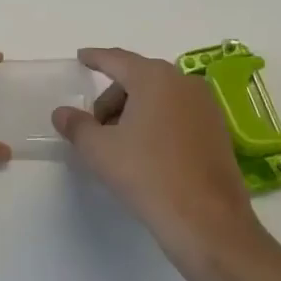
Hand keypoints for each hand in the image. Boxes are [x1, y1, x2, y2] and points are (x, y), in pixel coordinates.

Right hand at [53, 48, 263, 270]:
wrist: (208, 222)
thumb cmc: (148, 176)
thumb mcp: (100, 151)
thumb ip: (77, 126)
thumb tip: (62, 113)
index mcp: (154, 78)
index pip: (116, 59)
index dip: (95, 58)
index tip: (81, 58)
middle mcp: (183, 82)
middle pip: (138, 79)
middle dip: (113, 98)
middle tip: (94, 128)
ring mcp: (206, 106)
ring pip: (159, 97)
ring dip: (135, 112)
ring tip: (120, 145)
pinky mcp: (218, 130)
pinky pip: (178, 114)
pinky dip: (157, 123)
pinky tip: (147, 153)